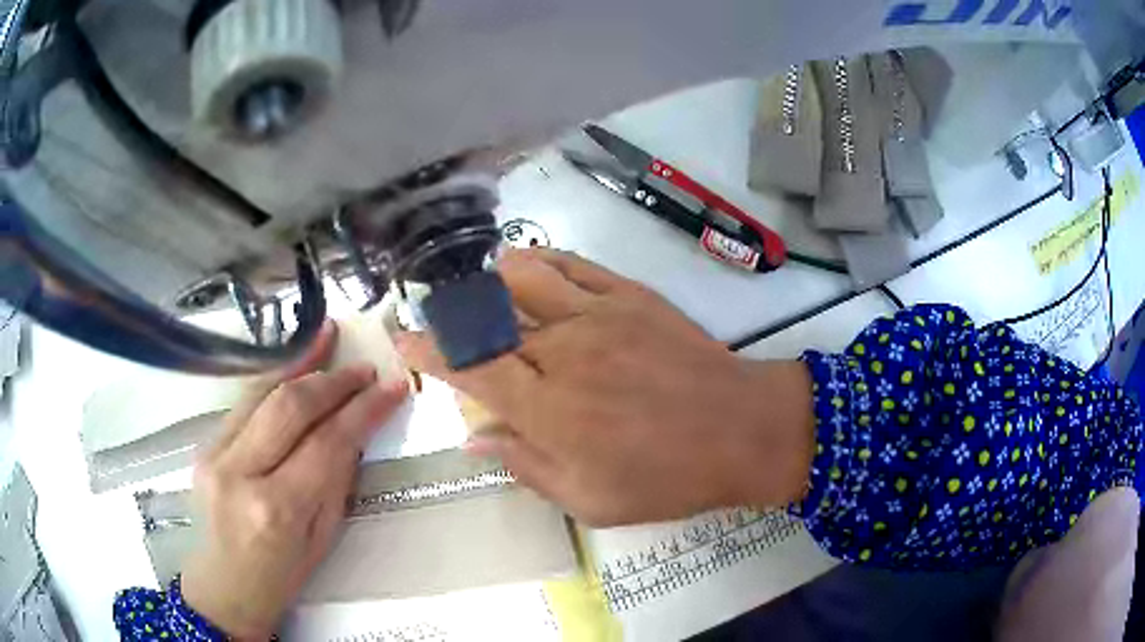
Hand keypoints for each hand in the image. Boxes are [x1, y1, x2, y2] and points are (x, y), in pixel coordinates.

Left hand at [181, 322, 408, 639]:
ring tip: (328, 340)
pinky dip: (273, 380)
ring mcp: (215, 455)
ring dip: (300, 365)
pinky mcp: (203, 445)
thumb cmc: (281, 575)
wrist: (224, 585)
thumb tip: (353, 430)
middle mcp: (240, 473)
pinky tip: (293, 364)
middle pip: (290, 407)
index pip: (327, 443)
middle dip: (333, 380)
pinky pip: (243, 404)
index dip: (364, 410)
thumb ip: (335, 480)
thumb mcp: (323, 538)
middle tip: (364, 369)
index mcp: (278, 509)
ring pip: (262, 393)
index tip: (391, 388)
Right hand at [396, 249, 813, 526]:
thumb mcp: (590, 499)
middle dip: (452, 316)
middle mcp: (562, 352)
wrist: (742, 431)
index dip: (430, 351)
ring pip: (521, 277)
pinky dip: (538, 261)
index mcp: (548, 409)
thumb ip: (525, 465)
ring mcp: (597, 314)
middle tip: (439, 319)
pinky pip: (572, 264)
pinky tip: (527, 270)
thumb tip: (475, 439)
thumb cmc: (667, 478)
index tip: (405, 340)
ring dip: (489, 281)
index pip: (469, 367)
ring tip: (481, 293)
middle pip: (487, 318)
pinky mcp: (630, 294)